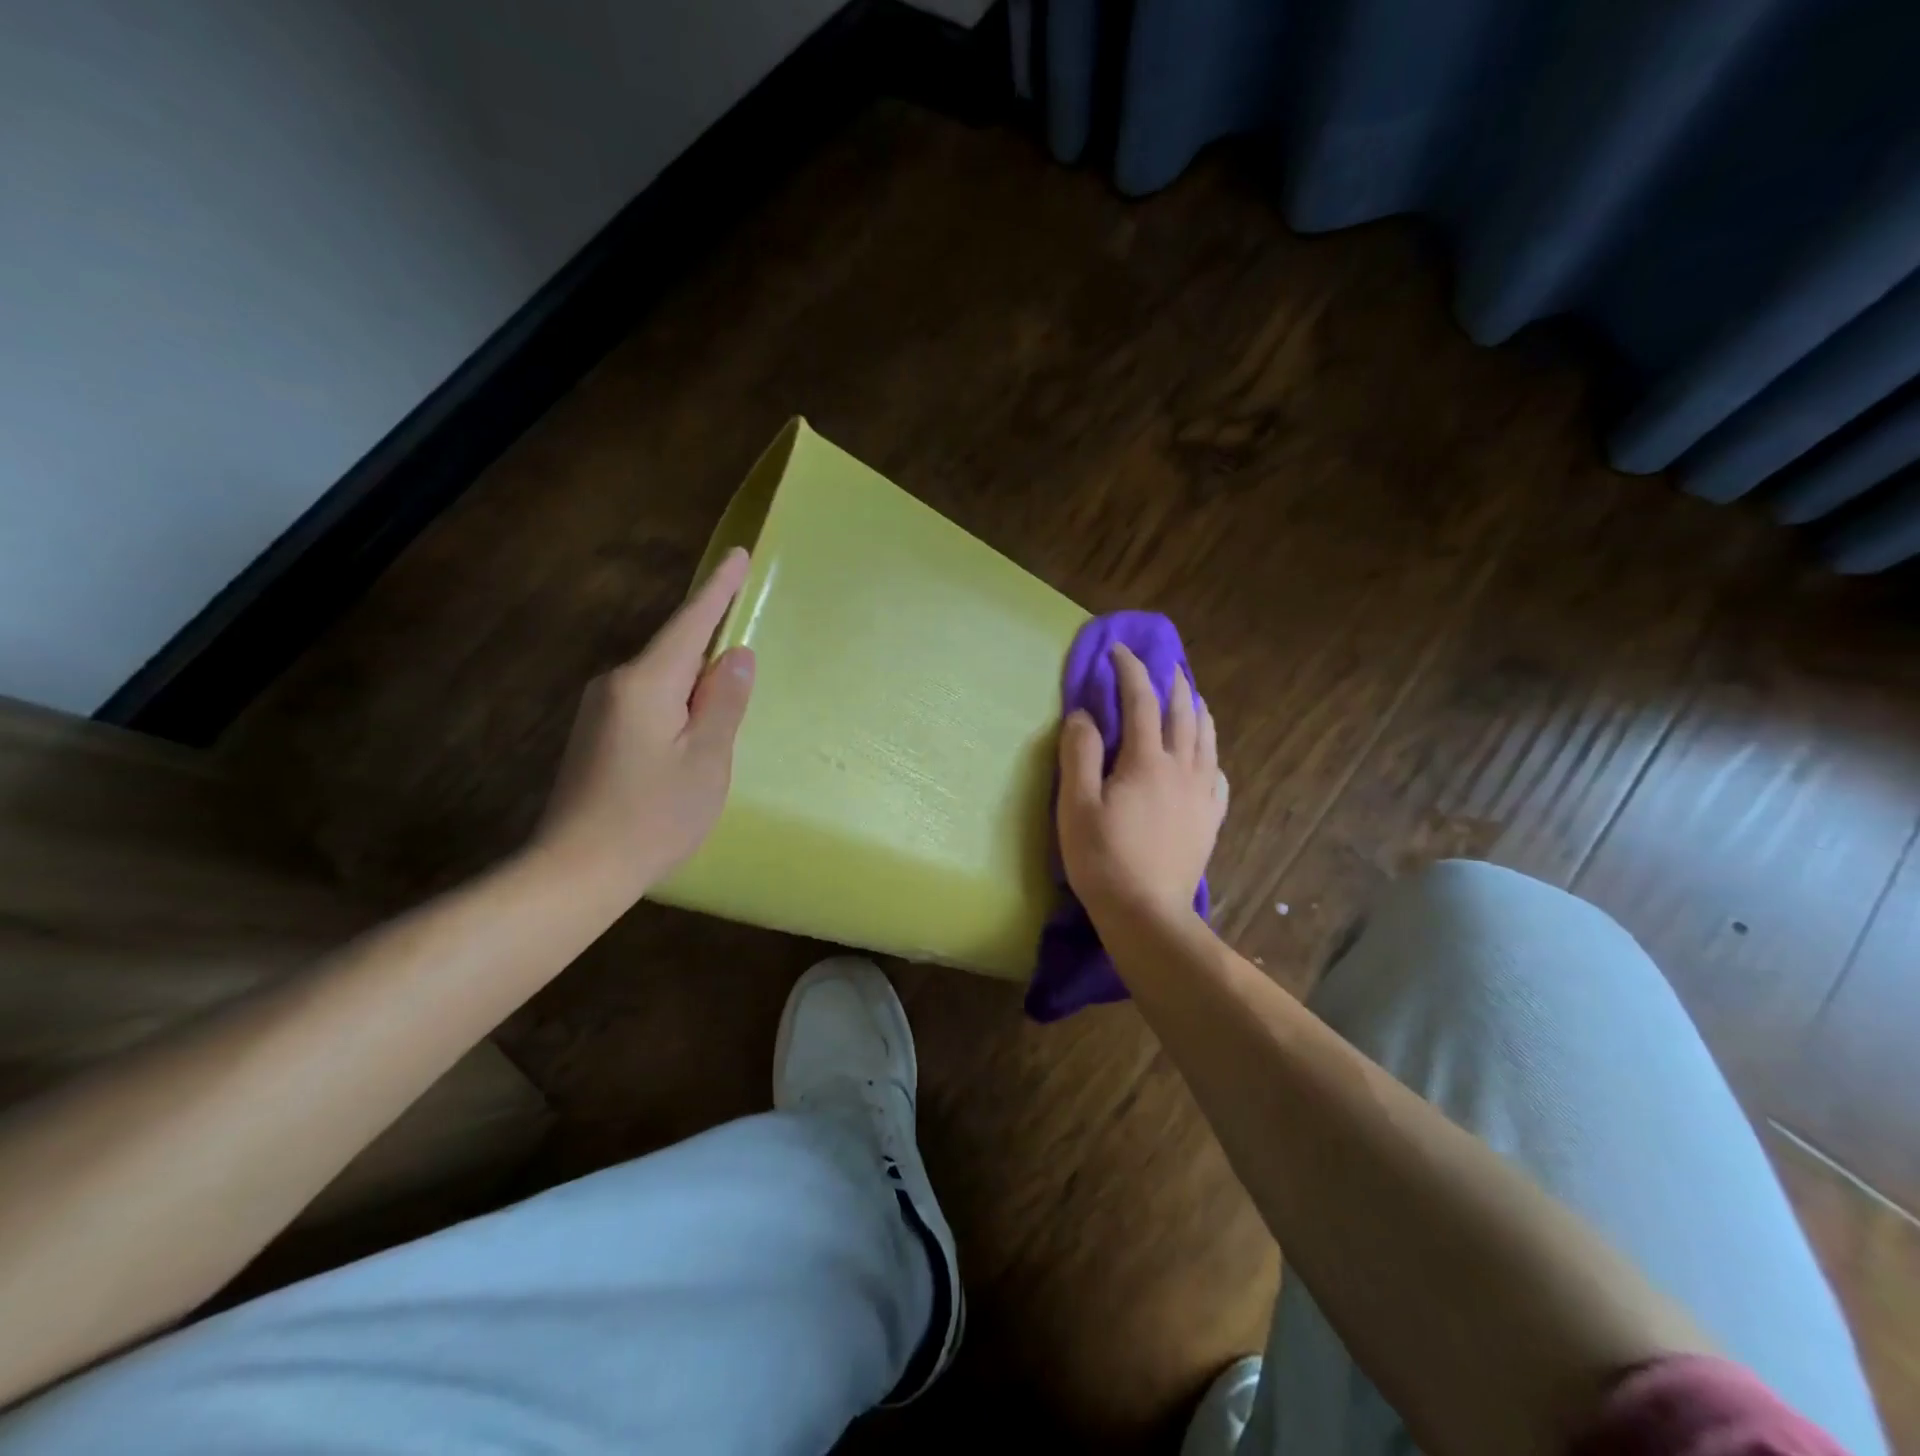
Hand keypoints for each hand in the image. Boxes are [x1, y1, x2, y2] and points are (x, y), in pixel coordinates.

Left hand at [533, 547, 755, 898]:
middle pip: (674, 651)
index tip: (737, 555)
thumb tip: (736, 653)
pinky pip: (647, 702)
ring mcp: (600, 710)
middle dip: (709, 644)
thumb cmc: (653, 816)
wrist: (577, 870)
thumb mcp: (706, 760)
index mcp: (647, 684)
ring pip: (660, 680)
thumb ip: (723, 702)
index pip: (690, 623)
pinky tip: (688, 736)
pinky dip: (675, 705)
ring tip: (722, 711)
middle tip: (744, 655)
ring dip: (693, 684)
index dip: (718, 590)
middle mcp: (616, 685)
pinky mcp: (596, 735)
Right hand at [1056, 642, 1225, 924]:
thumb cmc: (1103, 859)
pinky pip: (1217, 775)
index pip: (1140, 700)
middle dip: (1171, 683)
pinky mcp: (1210, 819)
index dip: (1130, 670)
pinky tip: (1205, 757)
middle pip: (1182, 713)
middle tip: (1162, 664)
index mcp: (1146, 761)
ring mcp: (1201, 795)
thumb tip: (1084, 714)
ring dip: (1197, 710)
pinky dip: (1210, 754)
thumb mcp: (1076, 806)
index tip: (1118, 651)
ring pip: (1206, 739)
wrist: (1147, 913)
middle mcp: (1181, 769)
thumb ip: (1079, 754)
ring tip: (1190, 697)